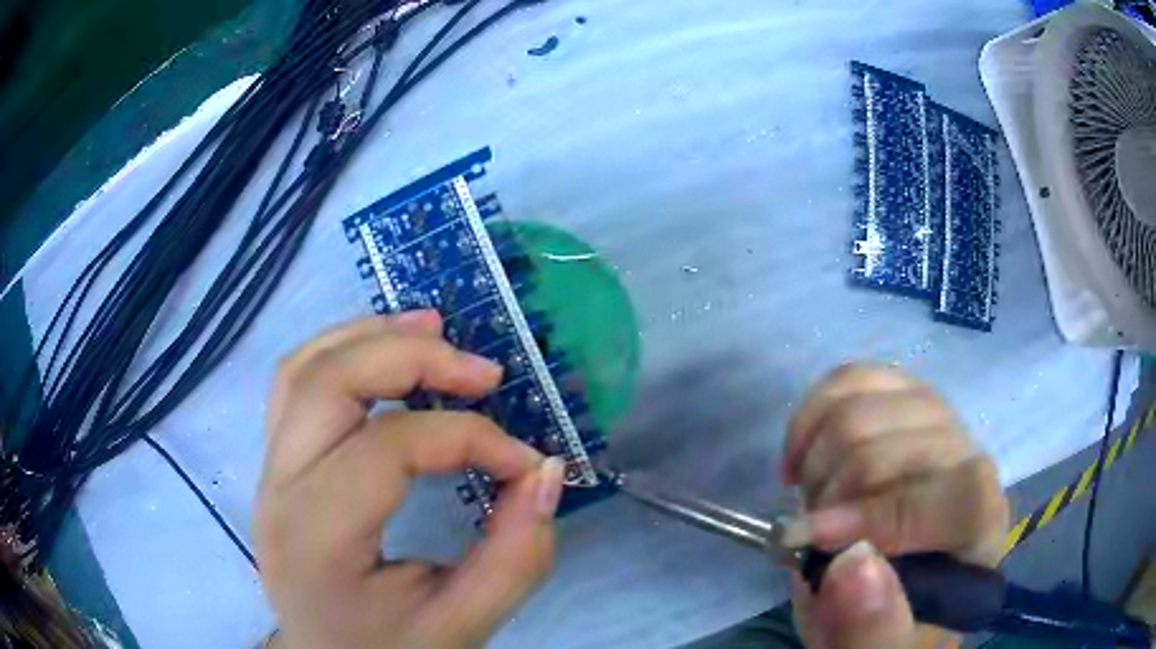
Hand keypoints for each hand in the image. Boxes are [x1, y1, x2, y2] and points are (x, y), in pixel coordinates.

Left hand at [256, 311, 563, 648]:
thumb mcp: (463, 626)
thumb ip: (515, 556)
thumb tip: (547, 471)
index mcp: (318, 538)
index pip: (389, 448)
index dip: (468, 438)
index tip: (524, 462)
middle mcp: (278, 490)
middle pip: (330, 382)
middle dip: (413, 357)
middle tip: (483, 371)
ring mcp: (268, 472)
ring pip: (304, 368)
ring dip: (370, 336)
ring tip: (434, 329)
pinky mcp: (275, 466)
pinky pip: (297, 384)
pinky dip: (343, 352)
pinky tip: (384, 351)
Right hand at [782, 364, 1008, 648]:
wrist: (888, 588)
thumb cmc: (889, 625)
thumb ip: (872, 630)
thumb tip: (852, 564)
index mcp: (981, 526)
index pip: (954, 495)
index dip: (880, 515)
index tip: (809, 543)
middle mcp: (971, 460)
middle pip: (898, 443)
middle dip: (831, 496)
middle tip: (810, 538)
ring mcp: (937, 421)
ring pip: (868, 402)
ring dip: (818, 461)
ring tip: (812, 503)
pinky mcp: (902, 398)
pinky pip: (855, 376)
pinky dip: (813, 413)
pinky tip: (804, 455)